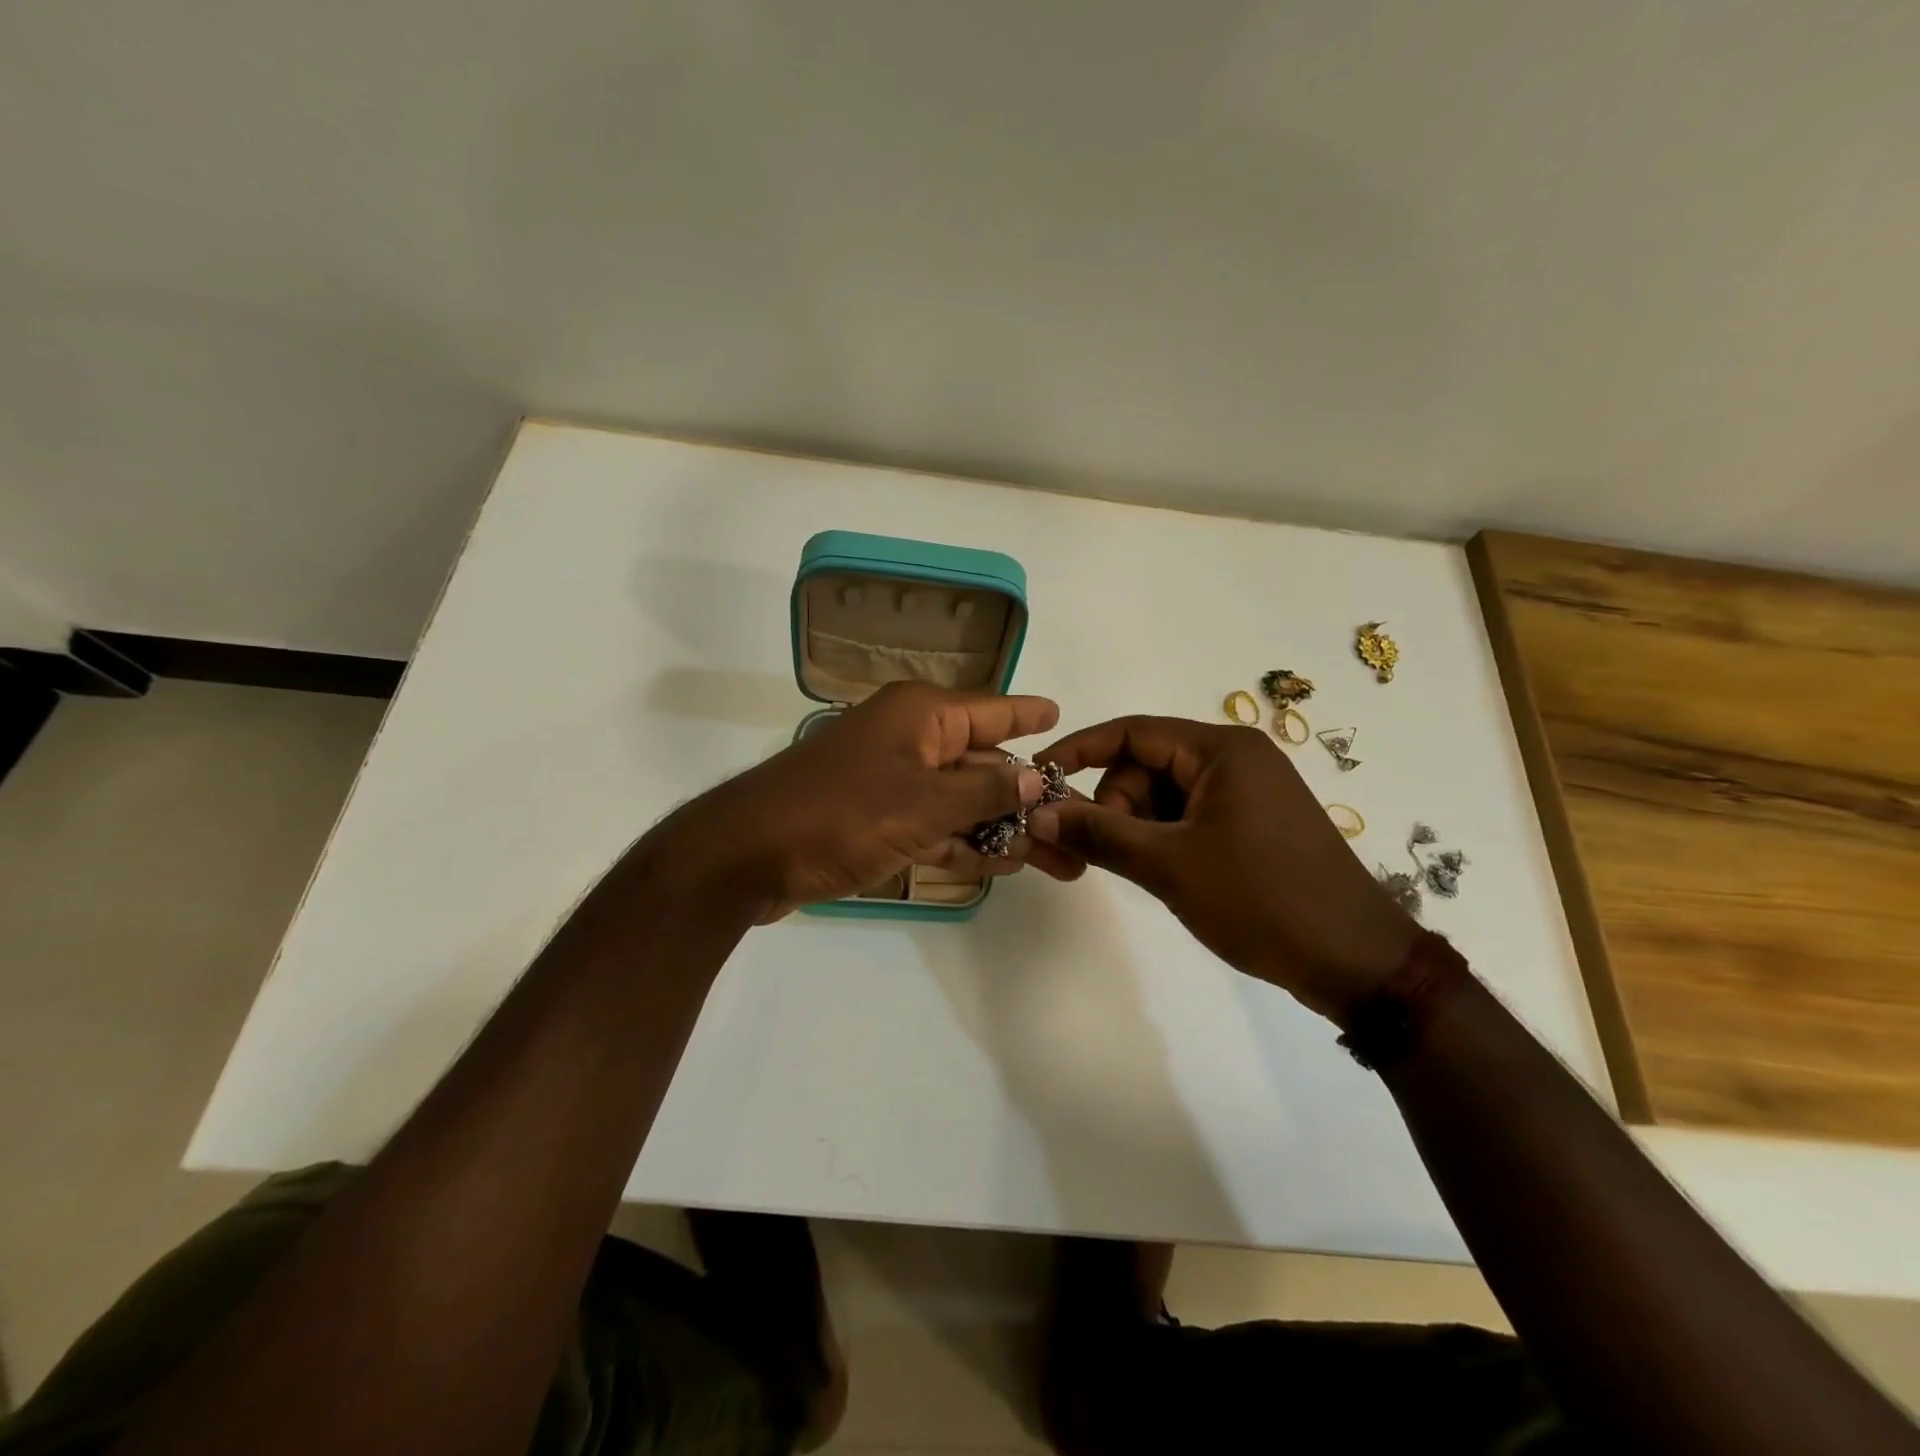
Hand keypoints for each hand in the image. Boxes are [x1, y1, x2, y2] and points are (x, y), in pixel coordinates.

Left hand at [657, 681, 1080, 920]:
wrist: (748, 855)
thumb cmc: (842, 813)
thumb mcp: (925, 803)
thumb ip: (987, 792)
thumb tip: (1039, 778)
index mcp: (922, 715)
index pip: (992, 710)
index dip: (1028, 715)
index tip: (1061, 717)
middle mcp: (910, 739)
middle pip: (983, 765)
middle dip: (1028, 798)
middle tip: (1075, 827)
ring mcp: (891, 781)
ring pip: (960, 801)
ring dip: (1000, 829)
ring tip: (1052, 859)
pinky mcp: (875, 820)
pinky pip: (932, 826)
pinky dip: (960, 844)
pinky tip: (998, 866)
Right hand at [1029, 717, 1417, 1021]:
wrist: (1356, 962)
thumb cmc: (1261, 900)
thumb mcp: (1169, 865)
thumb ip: (1098, 834)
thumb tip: (1035, 814)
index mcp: (1221, 749)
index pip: (1131, 732)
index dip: (1078, 751)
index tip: (1037, 779)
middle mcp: (1235, 759)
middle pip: (1145, 765)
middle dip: (1114, 804)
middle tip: (1104, 853)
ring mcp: (1247, 793)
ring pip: (1164, 795)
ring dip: (1138, 827)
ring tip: (1143, 872)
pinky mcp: (1252, 825)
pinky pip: (1188, 817)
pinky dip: (1164, 839)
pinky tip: (1165, 874)